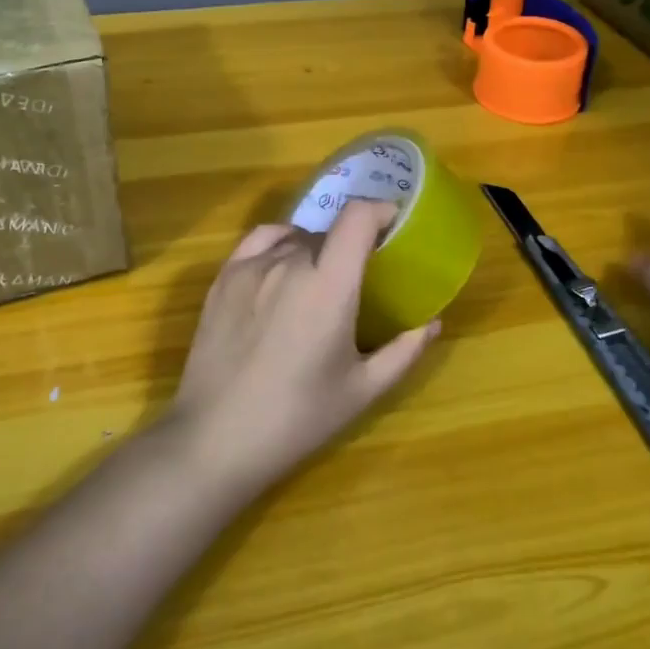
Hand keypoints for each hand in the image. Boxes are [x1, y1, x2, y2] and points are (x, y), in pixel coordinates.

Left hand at [168, 200, 439, 496]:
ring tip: (317, 284)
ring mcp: (251, 267)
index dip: (380, 211)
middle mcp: (289, 263)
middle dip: (348, 246)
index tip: (393, 225)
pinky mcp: (223, 277)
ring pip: (295, 239)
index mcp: (329, 285)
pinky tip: (282, 267)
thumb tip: (432, 323)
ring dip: (314, 250)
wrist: (216, 437)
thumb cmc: (298, 417)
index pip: (357, 218)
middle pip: (328, 233)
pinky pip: (260, 241)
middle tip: (356, 278)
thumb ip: (403, 352)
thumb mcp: (362, 391)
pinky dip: (280, 243)